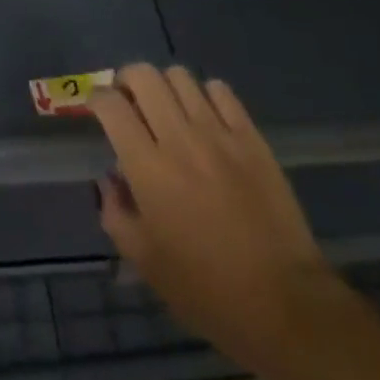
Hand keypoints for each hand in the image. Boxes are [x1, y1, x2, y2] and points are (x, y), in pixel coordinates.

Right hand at [88, 64, 330, 367]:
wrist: (283, 302)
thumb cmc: (206, 290)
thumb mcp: (144, 261)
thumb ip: (116, 212)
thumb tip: (111, 179)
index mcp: (148, 169)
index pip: (111, 106)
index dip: (97, 98)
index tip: (96, 107)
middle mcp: (180, 139)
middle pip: (144, 76)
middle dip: (127, 80)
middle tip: (128, 101)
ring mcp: (219, 134)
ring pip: (181, 77)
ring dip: (164, 85)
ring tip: (167, 107)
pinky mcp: (251, 137)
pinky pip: (221, 91)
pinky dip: (205, 94)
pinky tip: (205, 116)